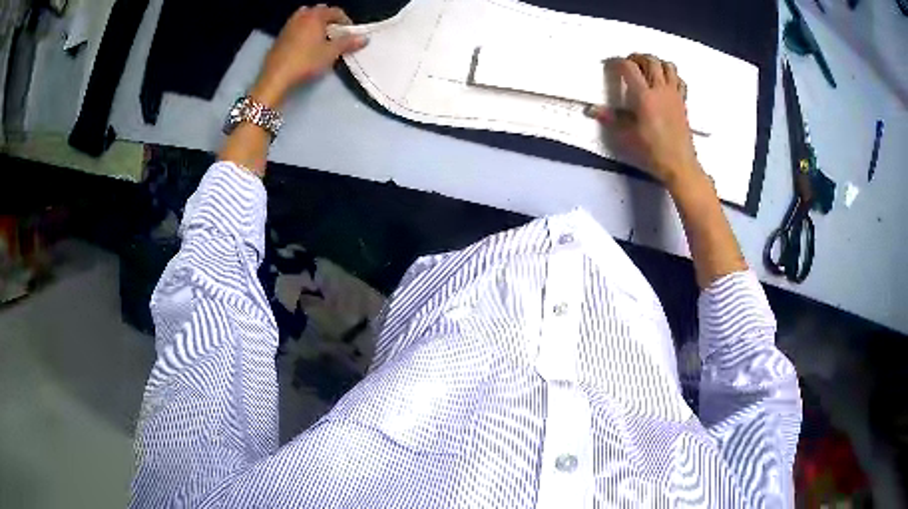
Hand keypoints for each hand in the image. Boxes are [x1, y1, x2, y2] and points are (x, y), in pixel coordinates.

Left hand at [250, 5, 366, 107]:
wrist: (276, 77)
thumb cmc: (306, 61)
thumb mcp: (331, 53)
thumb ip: (348, 43)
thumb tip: (364, 38)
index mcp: (315, 16)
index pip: (335, 11)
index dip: (346, 21)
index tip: (350, 33)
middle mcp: (301, 17)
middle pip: (319, 11)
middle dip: (329, 19)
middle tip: (336, 33)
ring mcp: (288, 26)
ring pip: (305, 18)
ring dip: (315, 24)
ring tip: (321, 38)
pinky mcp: (279, 37)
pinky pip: (296, 27)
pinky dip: (303, 30)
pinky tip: (305, 44)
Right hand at [587, 54, 701, 190]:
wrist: (679, 164)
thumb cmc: (652, 151)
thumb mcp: (627, 136)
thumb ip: (611, 118)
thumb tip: (591, 110)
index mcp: (644, 96)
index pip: (629, 67)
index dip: (617, 62)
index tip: (610, 64)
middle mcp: (660, 89)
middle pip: (650, 60)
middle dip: (637, 57)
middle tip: (629, 63)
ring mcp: (674, 94)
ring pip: (667, 65)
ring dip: (656, 62)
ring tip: (647, 69)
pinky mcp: (683, 101)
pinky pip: (679, 79)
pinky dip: (671, 74)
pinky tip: (665, 81)